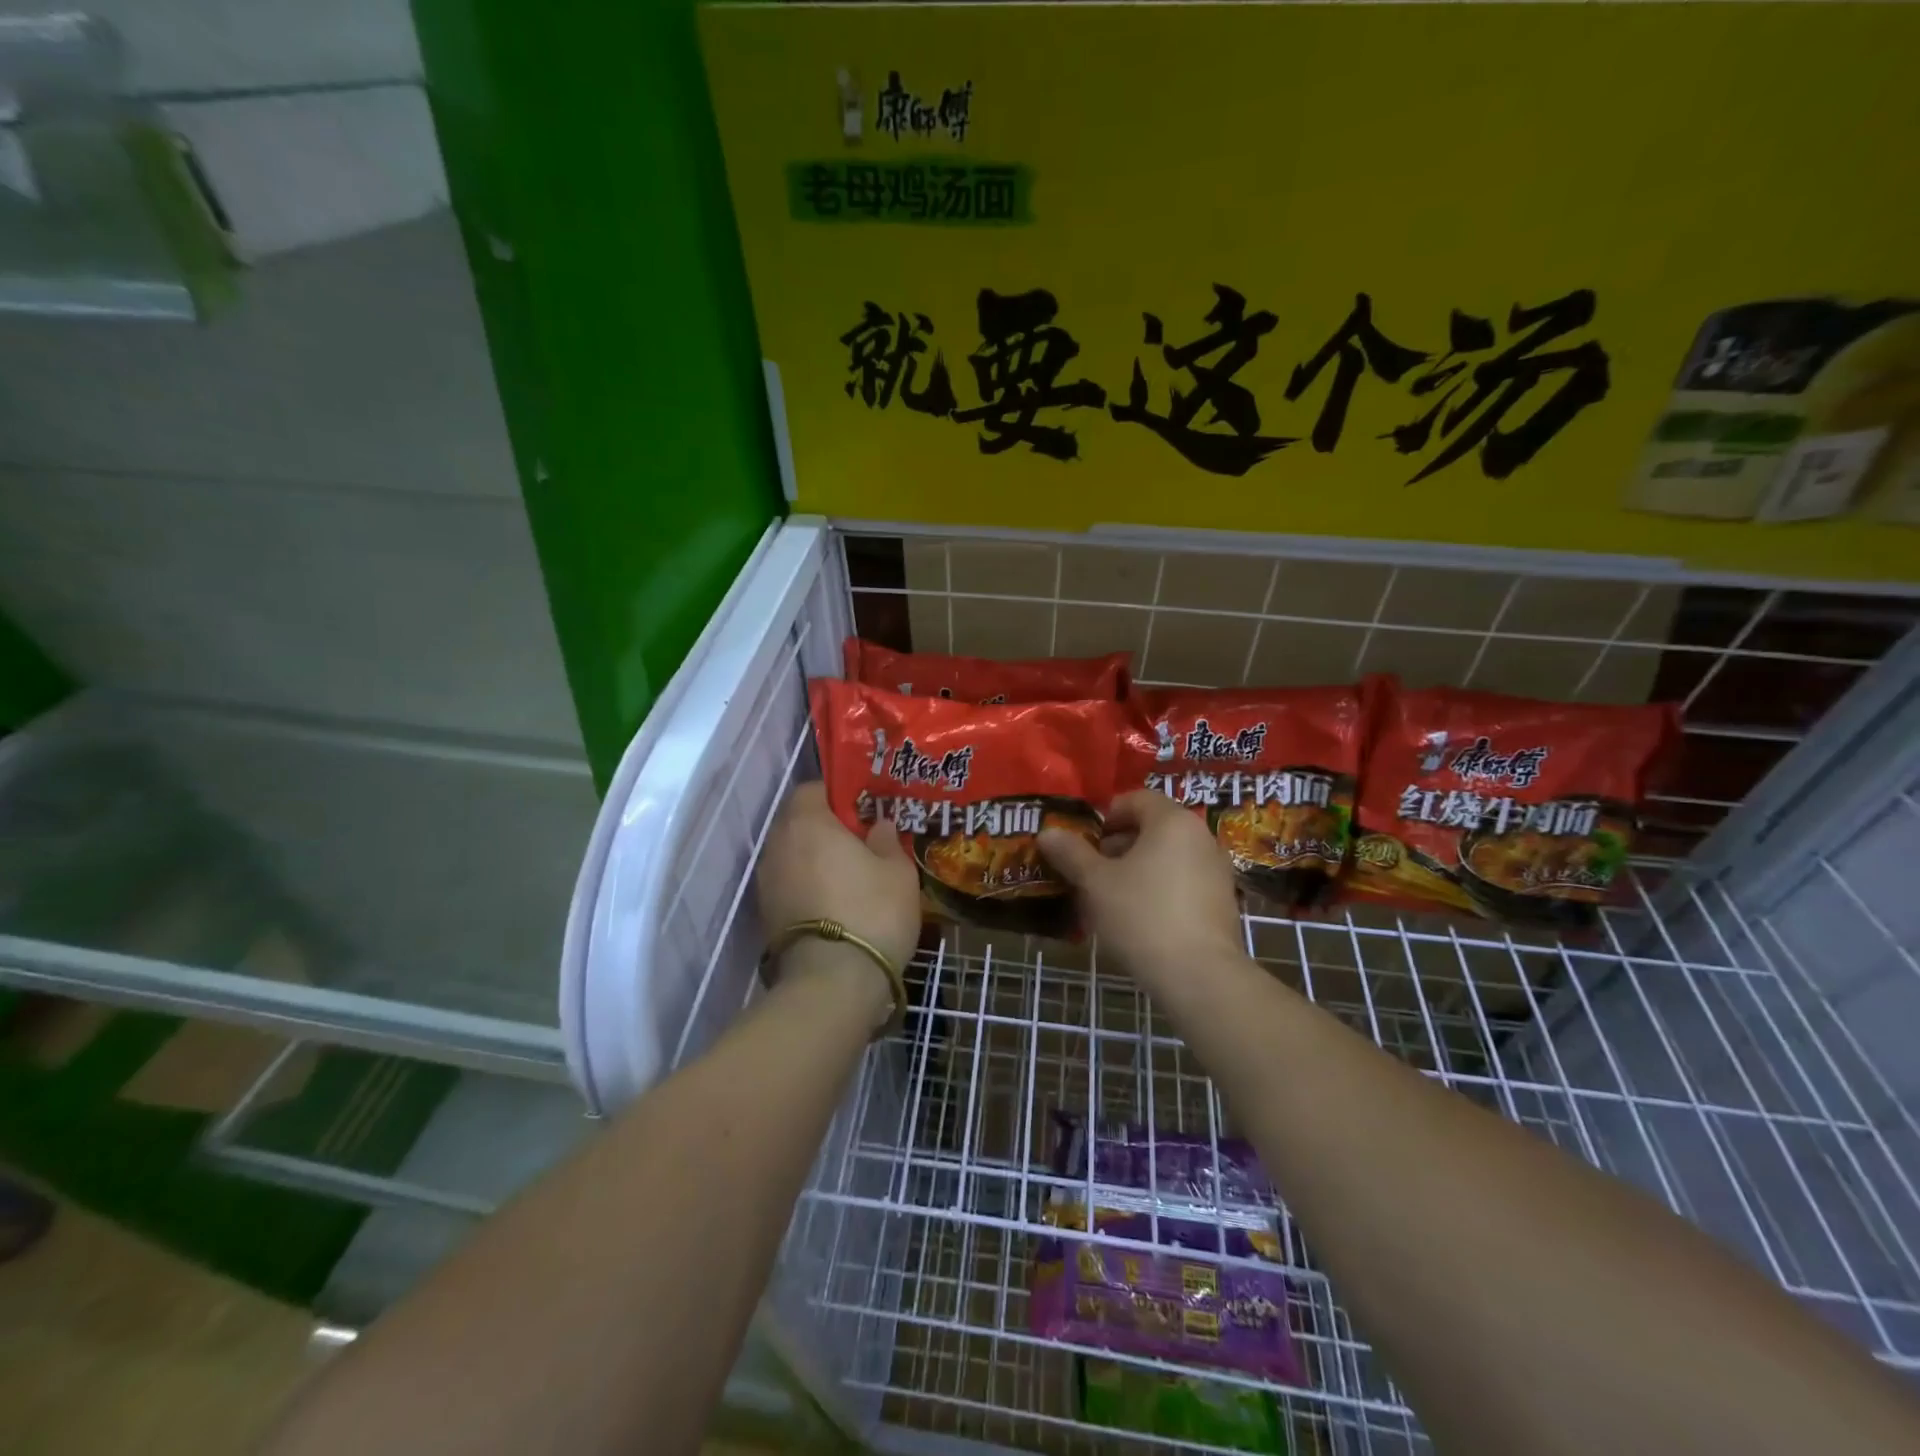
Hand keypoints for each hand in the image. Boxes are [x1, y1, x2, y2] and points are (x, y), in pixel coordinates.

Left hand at [757, 781, 921, 986]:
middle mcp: (779, 845)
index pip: (812, 789)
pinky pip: (789, 884)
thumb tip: (879, 826)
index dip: (837, 795)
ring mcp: (767, 881)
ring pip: (792, 855)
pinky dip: (807, 886)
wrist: (833, 981)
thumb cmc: (871, 910)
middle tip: (860, 842)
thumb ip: (887, 841)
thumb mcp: (897, 871)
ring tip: (849, 875)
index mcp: (807, 822)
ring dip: (814, 859)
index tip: (862, 811)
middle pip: (798, 822)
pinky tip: (834, 902)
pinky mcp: (766, 914)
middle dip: (825, 827)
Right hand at [1039, 790, 1242, 989]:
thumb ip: (1071, 853)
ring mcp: (1216, 870)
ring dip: (1136, 869)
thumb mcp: (1096, 883)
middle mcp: (1200, 836)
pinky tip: (1139, 919)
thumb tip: (1047, 833)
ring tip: (1109, 898)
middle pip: (1152, 827)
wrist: (1200, 976)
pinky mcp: (1222, 902)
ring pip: (1166, 857)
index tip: (1082, 842)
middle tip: (1090, 871)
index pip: (1135, 799)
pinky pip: (1182, 882)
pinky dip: (1158, 889)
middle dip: (1117, 845)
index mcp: (1172, 821)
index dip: (1104, 816)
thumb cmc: (1142, 916)